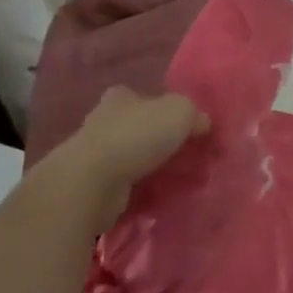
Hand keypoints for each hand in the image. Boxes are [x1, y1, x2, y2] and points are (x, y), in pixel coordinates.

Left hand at [44, 87, 206, 227]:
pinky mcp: (90, 186)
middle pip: (135, 127)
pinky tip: (156, 196)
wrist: (91, 183)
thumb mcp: (181, 112)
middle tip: (183, 153)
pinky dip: (137, 189)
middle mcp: (102, 121)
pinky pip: (122, 185)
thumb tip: (202, 124)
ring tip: (175, 178)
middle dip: (156, 139)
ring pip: (129, 157)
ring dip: (148, 167)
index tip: (181, 124)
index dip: (161, 107)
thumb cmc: (137, 136)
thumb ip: (195, 114)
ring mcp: (92, 155)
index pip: (141, 96)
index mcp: (120, 98)